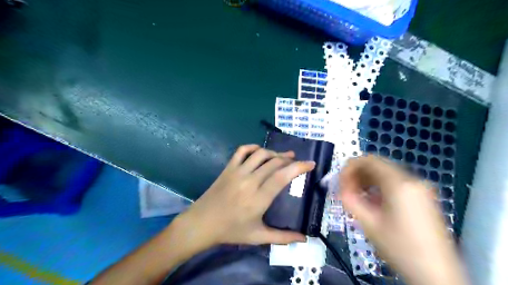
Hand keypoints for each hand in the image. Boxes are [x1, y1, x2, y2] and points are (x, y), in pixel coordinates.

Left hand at [173, 145, 313, 248]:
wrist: (202, 223)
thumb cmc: (230, 231)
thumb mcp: (257, 237)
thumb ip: (282, 237)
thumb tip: (305, 238)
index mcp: (258, 198)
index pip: (282, 176)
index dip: (298, 167)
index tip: (310, 164)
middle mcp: (249, 181)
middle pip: (274, 162)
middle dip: (290, 159)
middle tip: (297, 161)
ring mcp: (237, 172)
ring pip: (260, 154)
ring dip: (274, 153)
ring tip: (283, 156)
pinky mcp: (228, 168)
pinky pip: (241, 151)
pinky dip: (253, 147)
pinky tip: (260, 151)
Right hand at [339, 156, 464, 284]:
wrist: (436, 275)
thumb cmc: (400, 248)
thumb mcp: (369, 224)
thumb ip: (350, 200)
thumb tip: (341, 188)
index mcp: (399, 184)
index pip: (368, 160)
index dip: (349, 168)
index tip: (340, 183)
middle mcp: (412, 180)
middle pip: (377, 165)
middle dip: (357, 175)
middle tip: (346, 190)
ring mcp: (421, 188)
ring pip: (386, 173)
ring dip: (367, 181)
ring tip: (357, 197)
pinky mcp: (423, 197)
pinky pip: (395, 183)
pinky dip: (379, 187)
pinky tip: (373, 202)